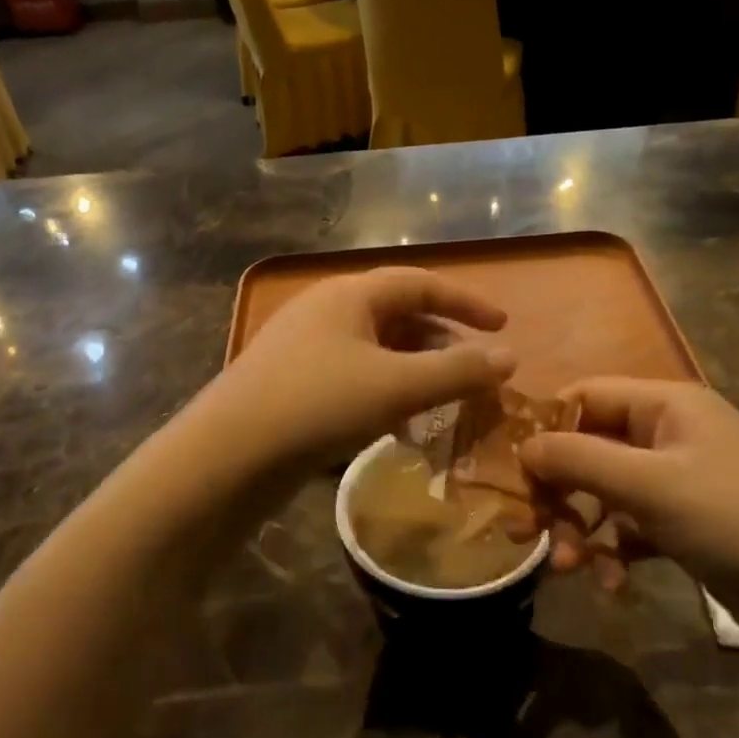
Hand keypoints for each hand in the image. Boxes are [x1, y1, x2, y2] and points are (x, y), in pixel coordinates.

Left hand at [212, 268, 515, 469]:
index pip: (421, 284)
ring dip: (414, 372)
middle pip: (398, 316)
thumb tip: (510, 357)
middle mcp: (326, 311)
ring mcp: (303, 347)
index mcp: (350, 295)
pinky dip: (384, 392)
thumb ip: (457, 371)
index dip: (466, 302)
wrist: (228, 453)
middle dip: (441, 342)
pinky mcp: (291, 383)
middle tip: (474, 371)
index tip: (503, 324)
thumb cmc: (319, 404)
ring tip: (442, 403)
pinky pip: (352, 376)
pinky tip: (396, 426)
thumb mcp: (397, 386)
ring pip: (375, 350)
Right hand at [520, 379, 738, 604]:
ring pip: (604, 492)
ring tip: (569, 569)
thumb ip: (578, 459)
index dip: (544, 429)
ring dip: (580, 528)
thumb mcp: (650, 486)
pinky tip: (611, 586)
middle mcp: (669, 433)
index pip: (583, 396)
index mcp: (665, 404)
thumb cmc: (736, 522)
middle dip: (558, 491)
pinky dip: (613, 552)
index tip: (511, 472)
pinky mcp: (686, 524)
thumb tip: (520, 446)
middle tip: (529, 533)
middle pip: (588, 448)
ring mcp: (679, 480)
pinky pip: (630, 527)